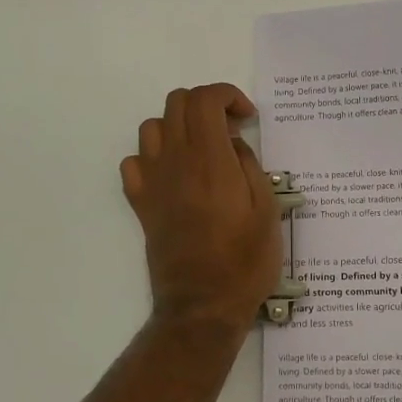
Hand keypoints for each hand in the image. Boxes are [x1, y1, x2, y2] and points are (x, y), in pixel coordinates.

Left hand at [121, 84, 281, 332]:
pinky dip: (153, 156)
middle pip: (177, 103)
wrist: (203, 305)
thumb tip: (233, 145)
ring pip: (152, 127)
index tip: (247, 119)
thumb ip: (250, 166)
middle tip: (230, 132)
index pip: (204, 100)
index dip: (227, 96)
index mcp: (210, 161)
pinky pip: (134, 162)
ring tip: (203, 151)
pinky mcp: (141, 204)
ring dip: (179, 127)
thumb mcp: (267, 210)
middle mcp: (175, 162)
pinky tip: (174, 175)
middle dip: (206, 105)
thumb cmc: (245, 261)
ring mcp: (153, 183)